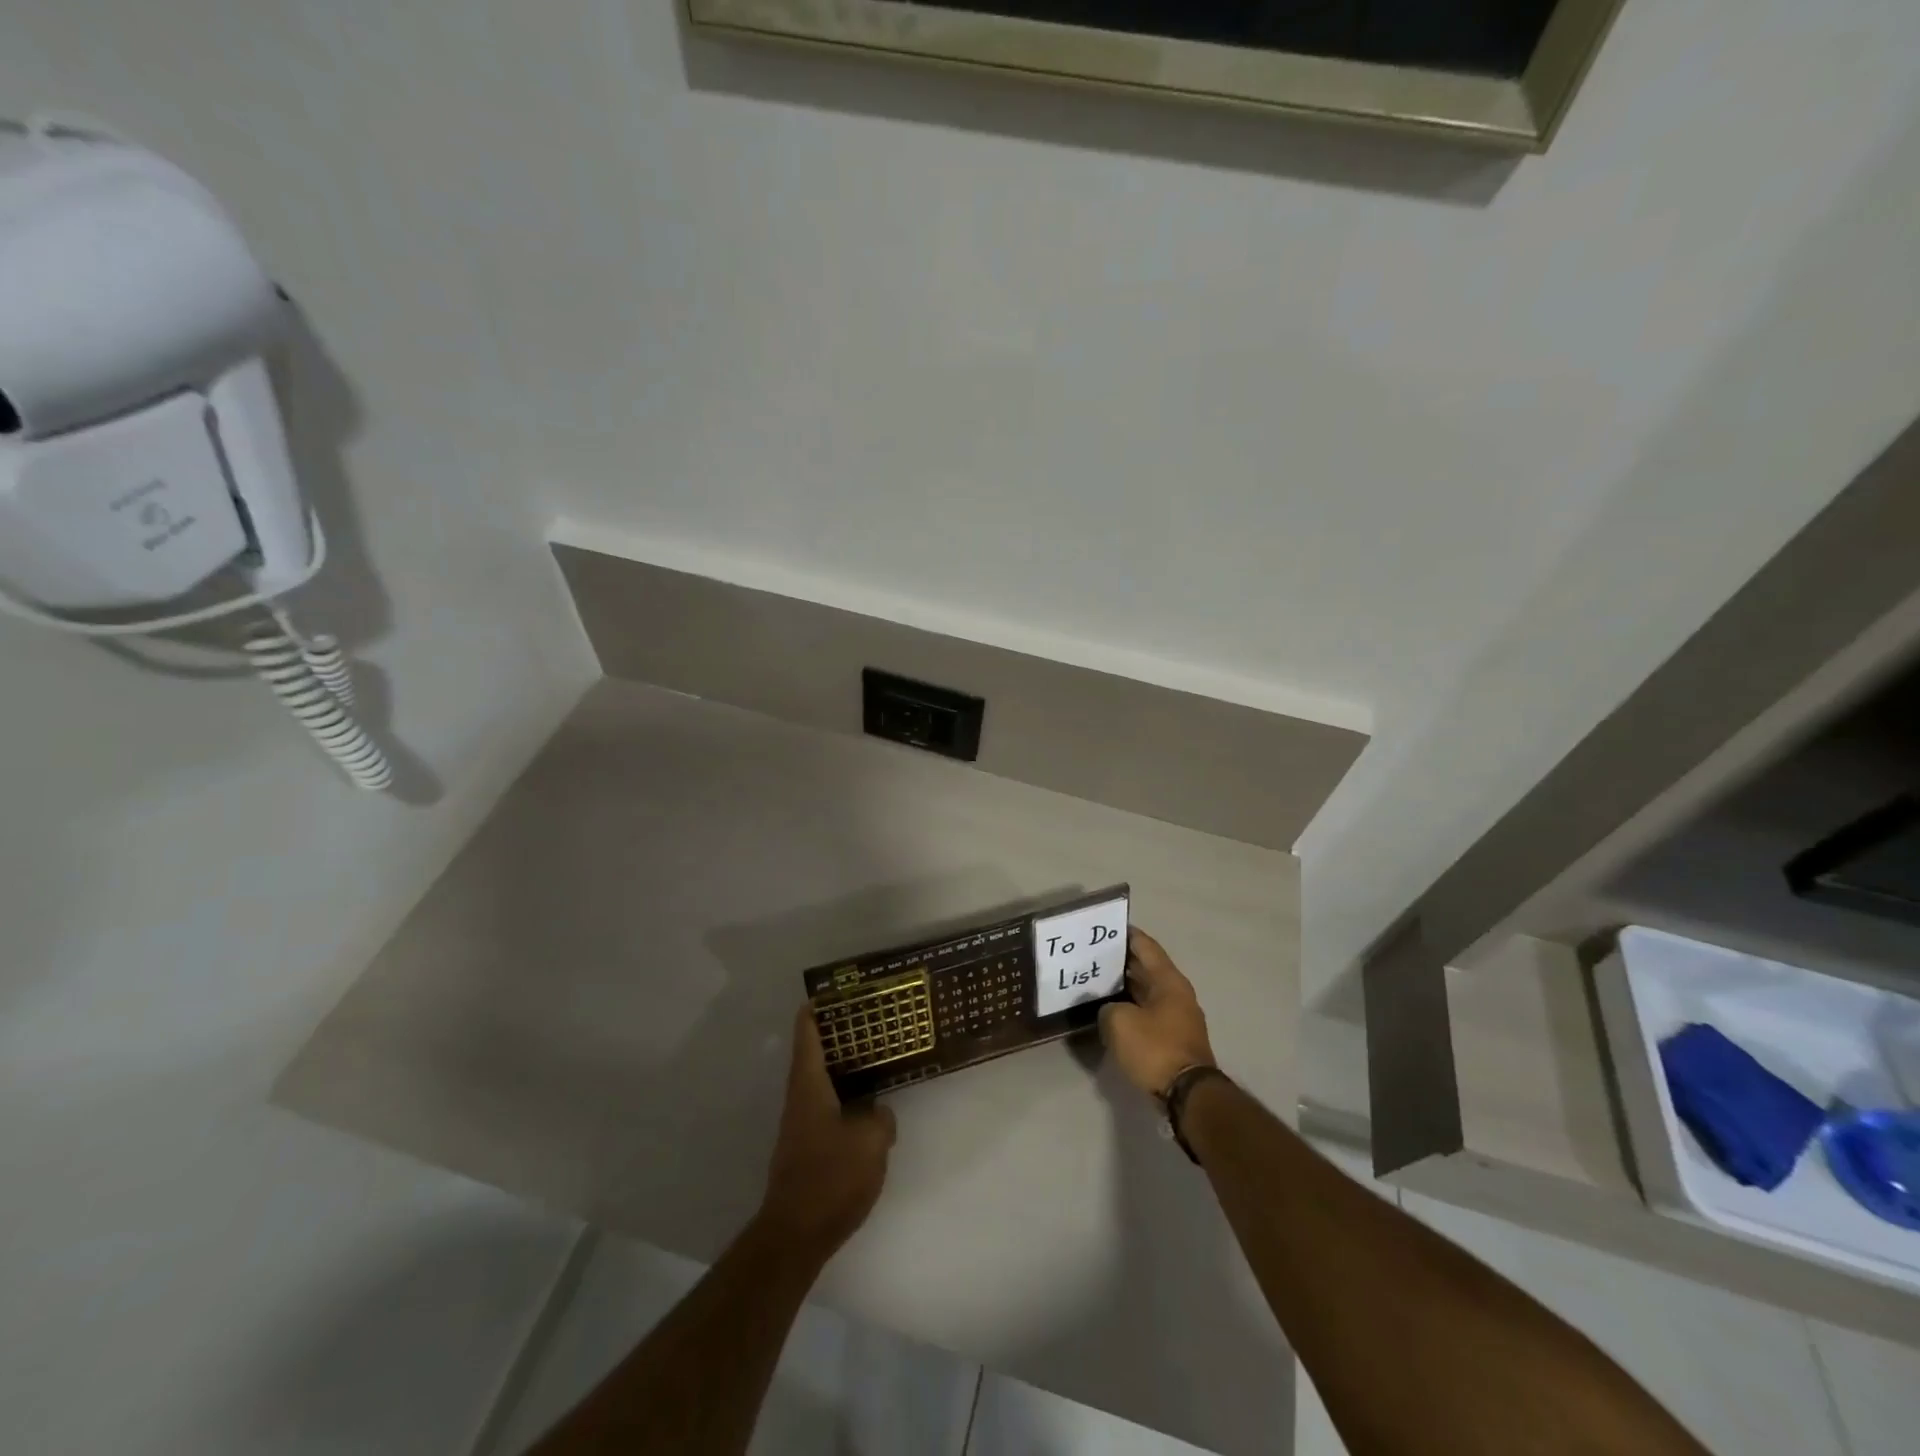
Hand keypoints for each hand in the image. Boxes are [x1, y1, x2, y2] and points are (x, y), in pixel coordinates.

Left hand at [756, 1007, 896, 1253]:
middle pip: (814, 1054)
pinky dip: (845, 1097)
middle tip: (868, 1019)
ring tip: (874, 1058)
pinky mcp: (807, 1149)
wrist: (796, 1235)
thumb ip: (880, 1118)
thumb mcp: (871, 1141)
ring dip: (843, 1067)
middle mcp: (800, 1098)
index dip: (817, 1008)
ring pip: (822, 1082)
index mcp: (809, 1084)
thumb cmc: (831, 1176)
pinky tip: (868, 1108)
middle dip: (837, 1035)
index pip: (807, 1033)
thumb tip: (878, 1114)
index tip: (834, 991)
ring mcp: (800, 1125)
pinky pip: (828, 1108)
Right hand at [1099, 928, 1217, 1098]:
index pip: (1146, 946)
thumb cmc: (1155, 1048)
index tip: (1105, 928)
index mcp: (1169, 980)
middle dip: (1121, 961)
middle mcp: (1176, 993)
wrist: (1187, 1095)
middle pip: (1146, 968)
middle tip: (1092, 956)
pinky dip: (1130, 1007)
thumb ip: (1107, 1008)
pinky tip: (1110, 1011)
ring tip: (1095, 982)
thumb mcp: (1119, 1023)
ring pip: (1146, 992)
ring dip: (1124, 986)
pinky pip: (1148, 1012)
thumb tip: (1110, 1010)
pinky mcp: (1173, 1038)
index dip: (1126, 934)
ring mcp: (1177, 1017)